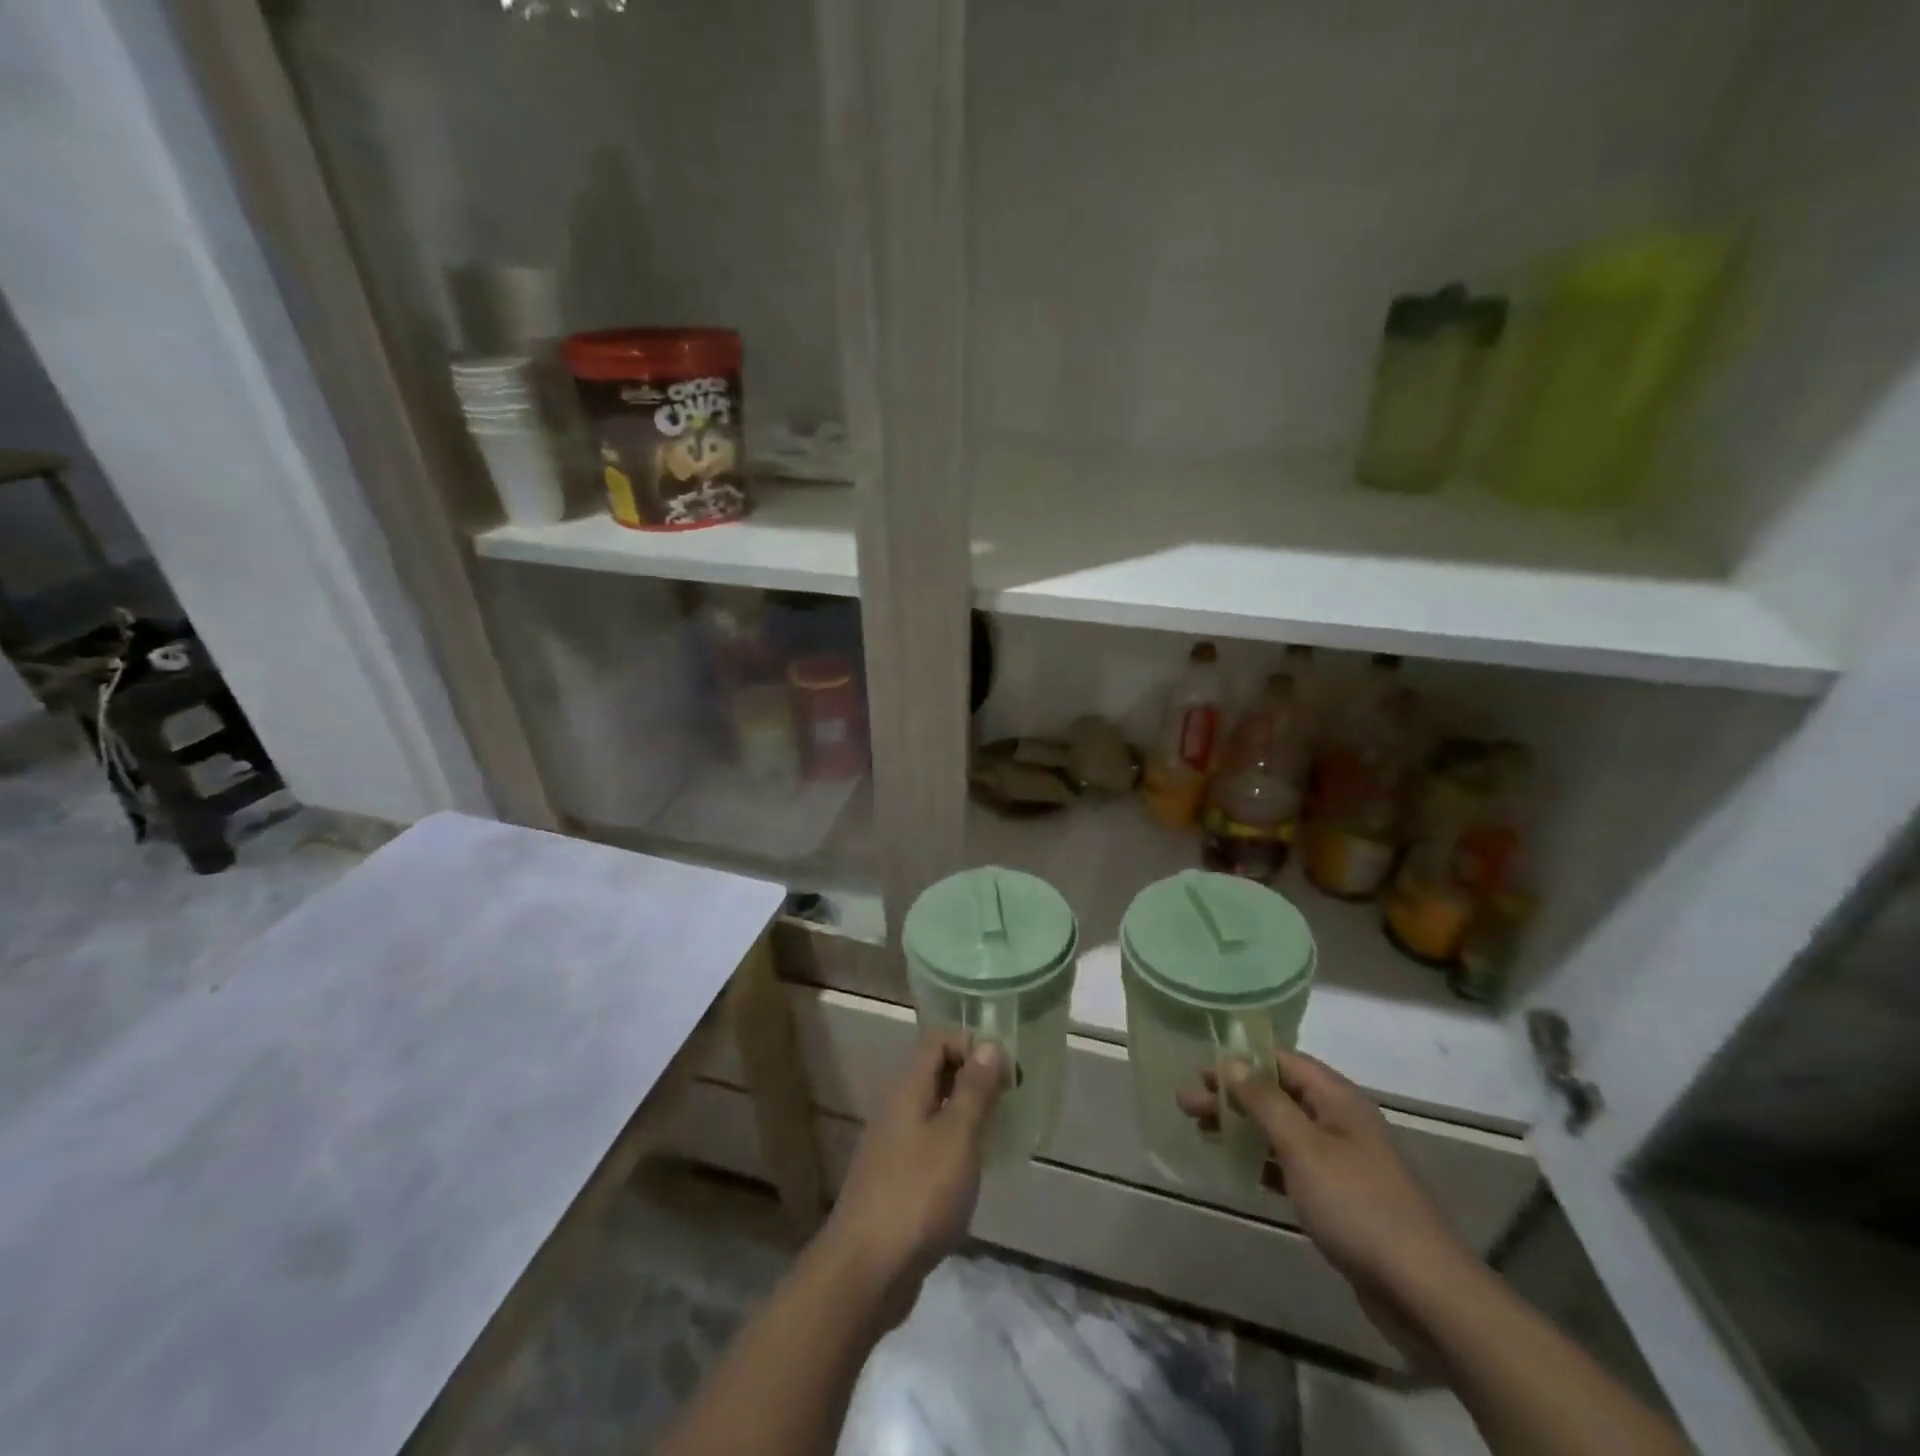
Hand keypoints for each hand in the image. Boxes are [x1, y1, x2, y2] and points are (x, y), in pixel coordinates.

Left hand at [815, 1035, 1004, 1329]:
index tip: (1005, 1073)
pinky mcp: (894, 1181)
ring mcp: (891, 1146)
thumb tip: (988, 1045)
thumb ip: (973, 1090)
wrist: (866, 1272)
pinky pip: (929, 1145)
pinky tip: (972, 1174)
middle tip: (1009, 1102)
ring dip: (965, 1115)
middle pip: (935, 1073)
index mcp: (907, 1089)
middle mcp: (896, 1109)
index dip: (972, 1046)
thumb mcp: (957, 1137)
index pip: (937, 1040)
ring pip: (933, 1111)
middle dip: (973, 1080)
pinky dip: (953, 1148)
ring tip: (997, 1136)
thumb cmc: (918, 1195)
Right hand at [1178, 1050, 1477, 1361]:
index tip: (1199, 1068)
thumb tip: (1230, 1061)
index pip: (1282, 1061)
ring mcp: (1341, 1162)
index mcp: (1337, 1099)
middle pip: (1277, 1095)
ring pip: (1281, 1130)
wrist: (1424, 1293)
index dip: (1240, 1060)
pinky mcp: (1339, 1199)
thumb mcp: (1304, 1146)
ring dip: (1242, 1126)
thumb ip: (1264, 1101)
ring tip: (1200, 1130)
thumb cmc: (1358, 1205)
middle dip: (1232, 1095)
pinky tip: (1236, 1166)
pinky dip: (1262, 1160)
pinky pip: (1291, 1165)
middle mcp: (1339, 1122)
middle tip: (1186, 1103)